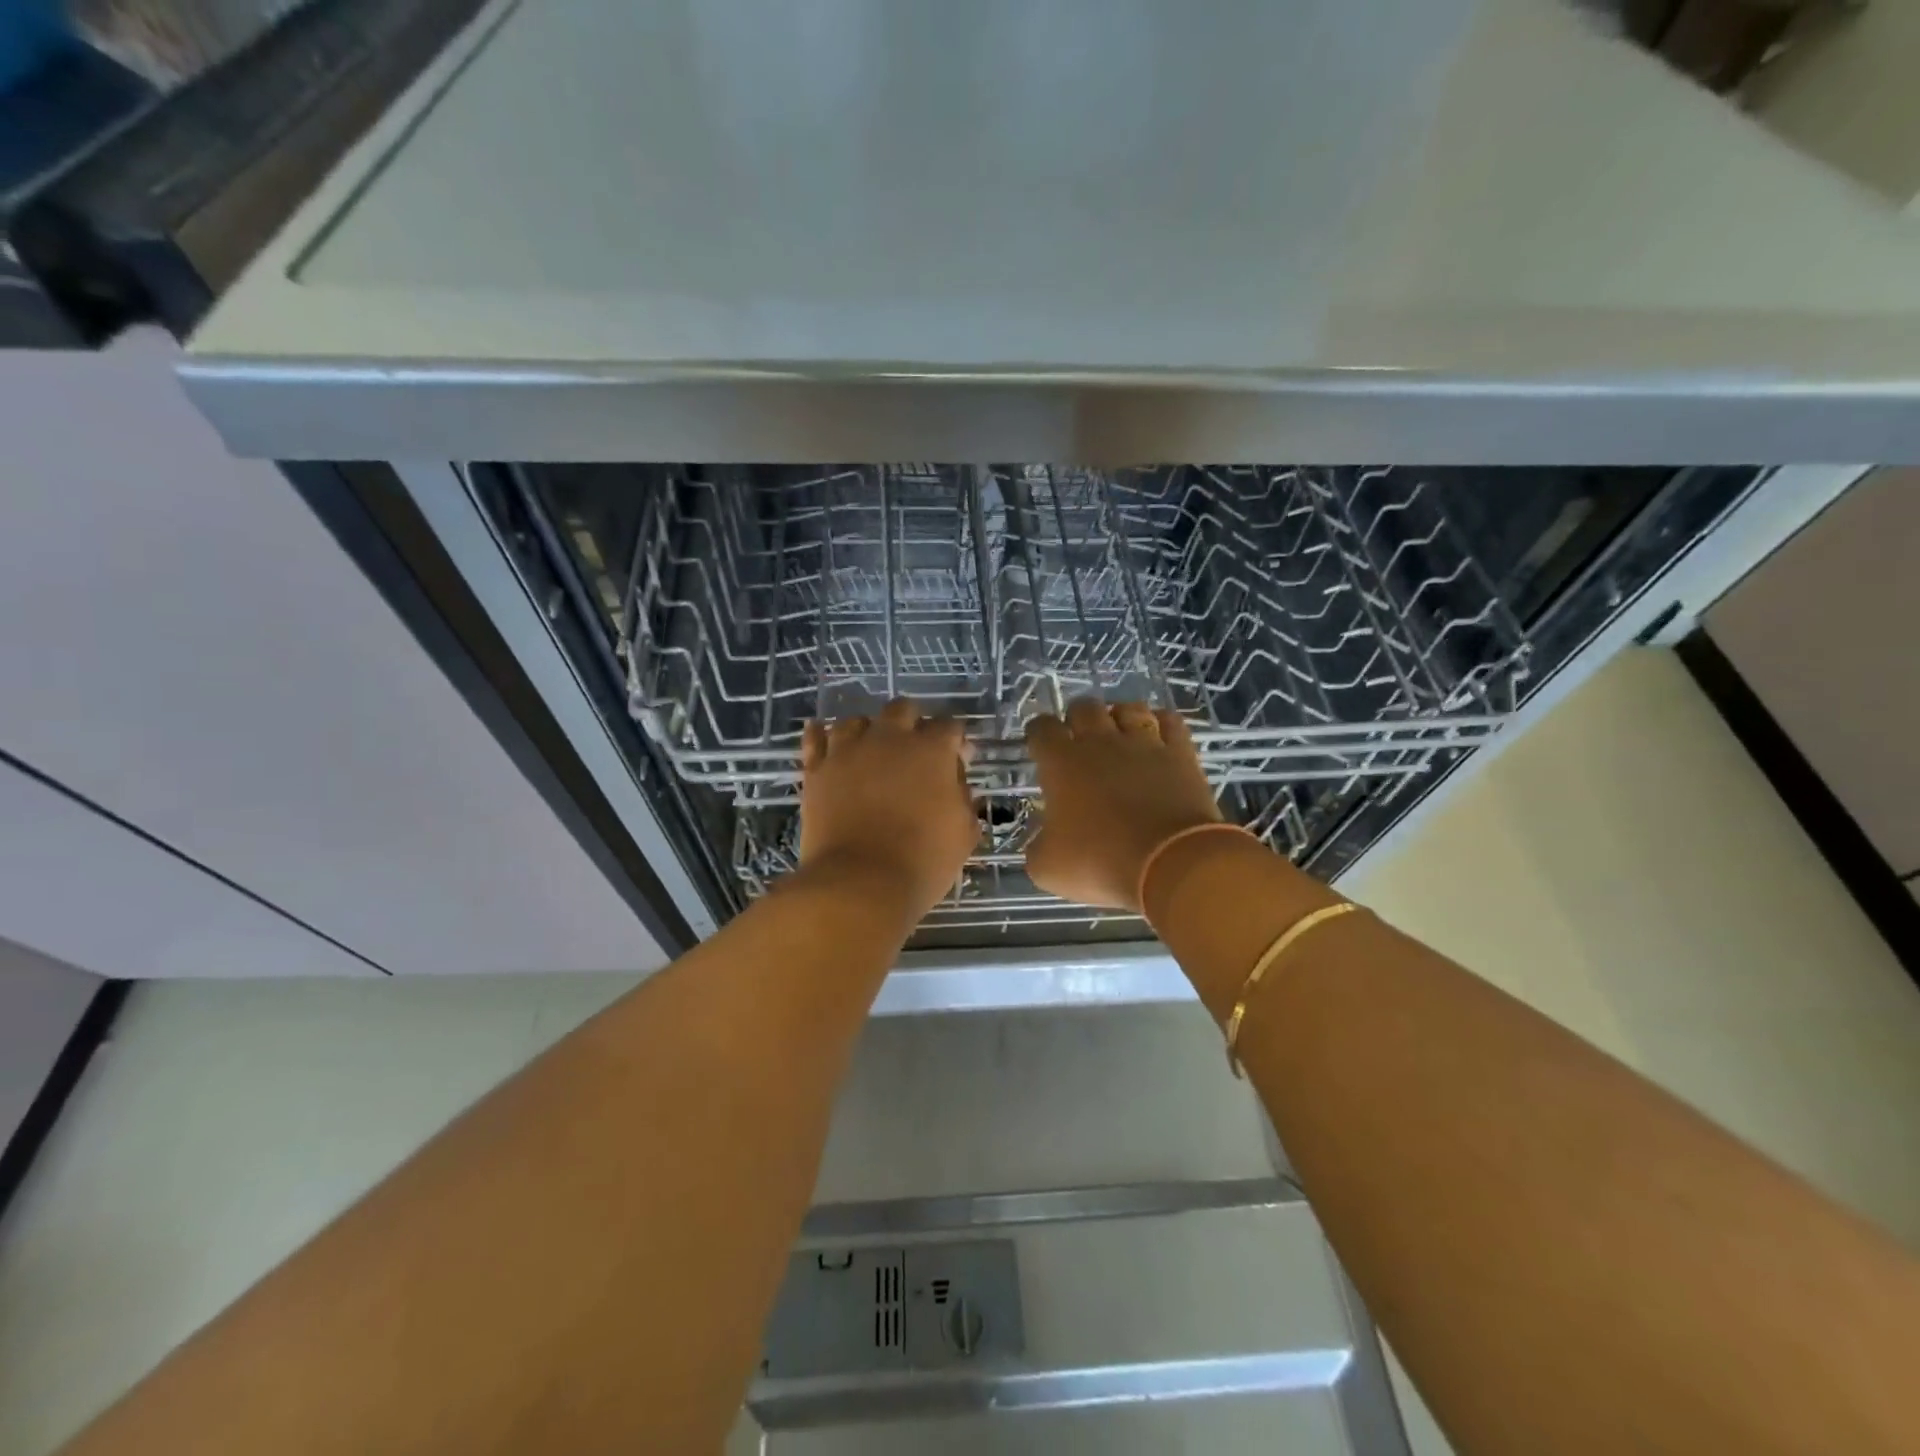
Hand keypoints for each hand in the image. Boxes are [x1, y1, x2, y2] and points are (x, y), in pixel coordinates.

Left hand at [798, 699, 977, 922]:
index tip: (958, 759)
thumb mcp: (963, 834)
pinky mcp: (817, 769)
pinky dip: (820, 734)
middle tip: (915, 750)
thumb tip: (957, 786)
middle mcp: (889, 738)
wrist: (860, 883)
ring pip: (856, 721)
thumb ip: (964, 801)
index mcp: (931, 751)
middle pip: (902, 710)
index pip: (949, 727)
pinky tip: (822, 735)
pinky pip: (815, 739)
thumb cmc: (922, 861)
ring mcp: (848, 750)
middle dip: (913, 723)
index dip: (956, 741)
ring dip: (868, 730)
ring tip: (870, 750)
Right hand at [1025, 700, 1223, 911]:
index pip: (1042, 729)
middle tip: (1079, 740)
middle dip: (1077, 718)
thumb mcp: (1048, 868)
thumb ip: (1038, 847)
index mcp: (1062, 763)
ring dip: (1120, 717)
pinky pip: (1170, 721)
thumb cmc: (1100, 862)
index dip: (1037, 733)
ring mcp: (1144, 744)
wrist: (1171, 864)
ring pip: (1129, 708)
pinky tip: (1158, 734)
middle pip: (1084, 707)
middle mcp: (1101, 742)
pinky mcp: (1180, 754)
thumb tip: (1043, 841)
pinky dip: (1162, 723)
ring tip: (1120, 734)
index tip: (1039, 746)